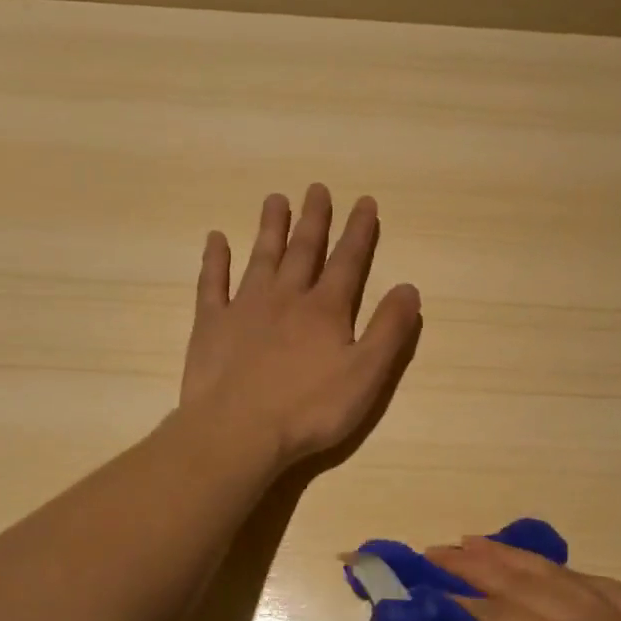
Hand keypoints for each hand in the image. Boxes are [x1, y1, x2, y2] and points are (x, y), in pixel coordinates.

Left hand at [180, 184, 421, 468]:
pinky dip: (214, 260)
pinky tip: (215, 239)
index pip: (348, 262)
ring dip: (270, 228)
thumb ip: (389, 331)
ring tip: (275, 199)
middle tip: (317, 188)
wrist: (238, 432)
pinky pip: (212, 283)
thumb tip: (409, 288)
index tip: (364, 201)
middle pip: (304, 250)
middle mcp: (287, 297)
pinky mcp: (211, 324)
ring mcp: (245, 307)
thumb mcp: (366, 376)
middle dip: (314, 219)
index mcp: (326, 310)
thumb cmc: (309, 410)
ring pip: (261, 257)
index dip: (359, 231)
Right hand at [418, 538, 620, 620]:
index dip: (447, 595)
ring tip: (475, 545)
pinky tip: (552, 574)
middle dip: (473, 562)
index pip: (491, 609)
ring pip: (557, 573)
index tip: (411, 585)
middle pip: (521, 577)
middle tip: (432, 553)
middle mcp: (593, 620)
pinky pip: (598, 584)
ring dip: (512, 557)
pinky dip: (564, 571)